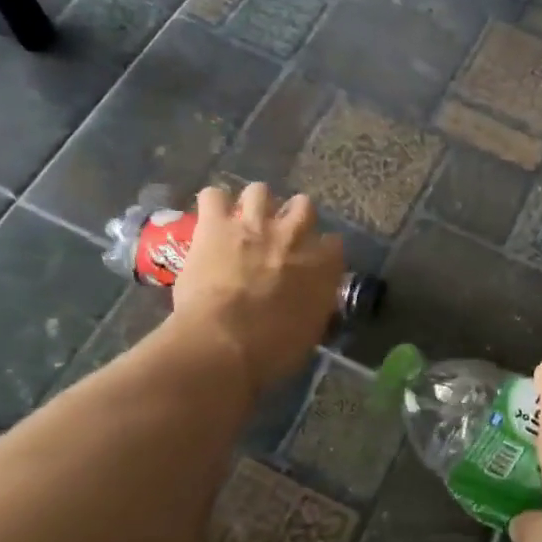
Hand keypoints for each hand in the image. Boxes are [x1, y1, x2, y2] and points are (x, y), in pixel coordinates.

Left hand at [168, 183, 344, 392]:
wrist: (225, 342)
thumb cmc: (273, 350)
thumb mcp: (310, 332)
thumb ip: (315, 306)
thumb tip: (311, 302)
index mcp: (322, 265)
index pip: (333, 244)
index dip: (321, 251)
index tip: (312, 262)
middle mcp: (294, 236)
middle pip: (303, 206)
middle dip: (293, 217)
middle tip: (278, 236)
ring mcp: (254, 225)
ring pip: (260, 191)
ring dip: (253, 204)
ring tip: (243, 220)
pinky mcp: (215, 225)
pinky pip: (213, 196)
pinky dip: (212, 205)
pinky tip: (209, 218)